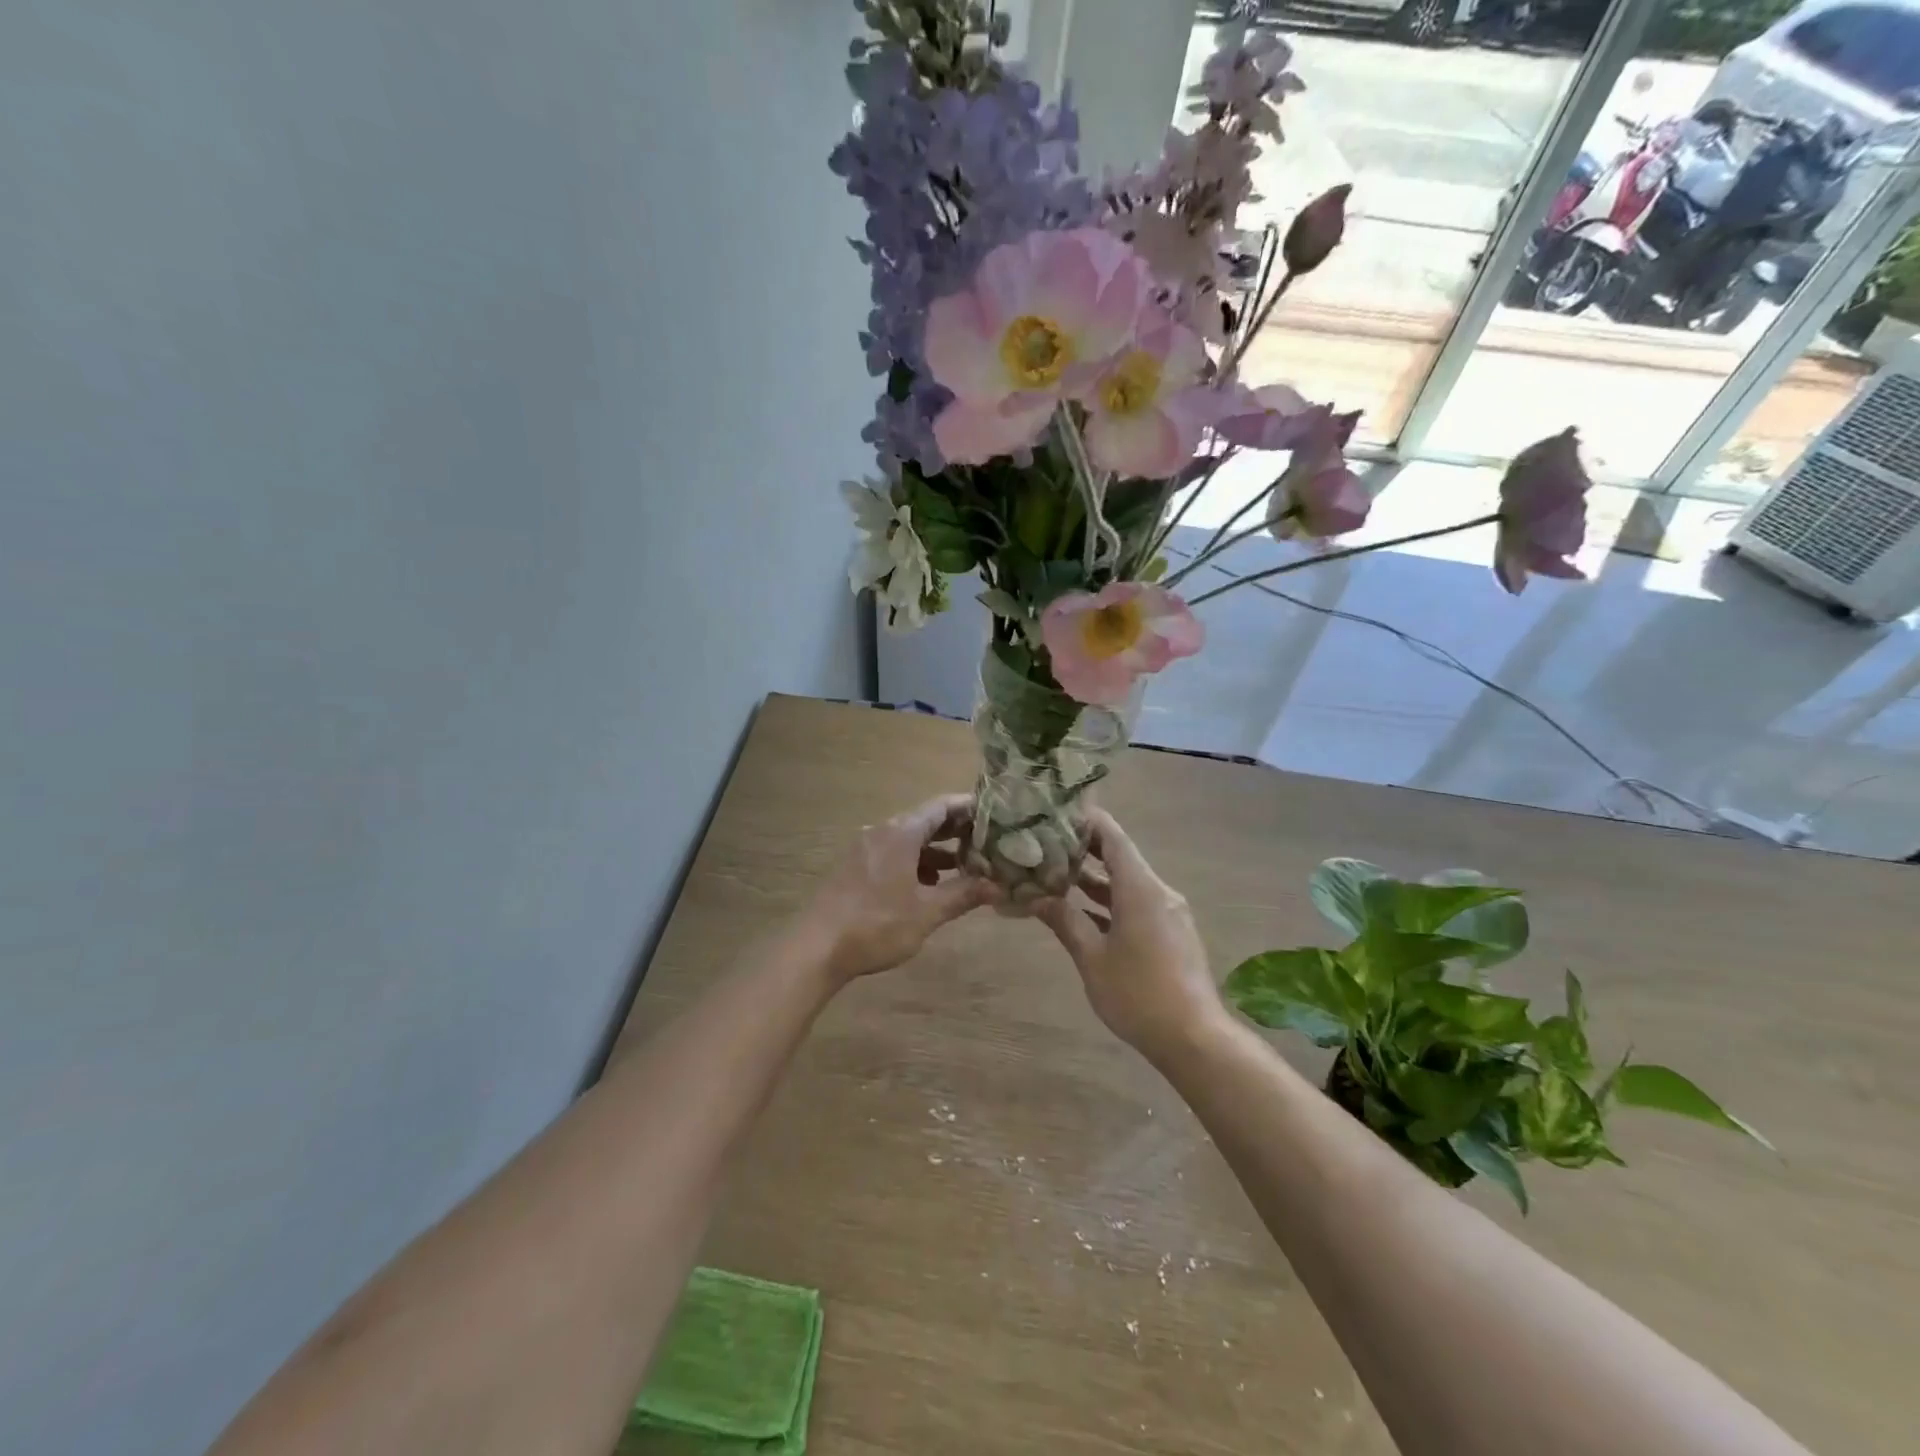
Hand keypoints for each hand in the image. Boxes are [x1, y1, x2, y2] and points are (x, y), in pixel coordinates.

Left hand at [797, 794, 998, 983]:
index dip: (970, 808)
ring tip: (964, 867)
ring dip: (936, 850)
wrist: (816, 948)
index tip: (996, 814)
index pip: (942, 806)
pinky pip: (892, 854)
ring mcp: (865, 849)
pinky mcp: (854, 867)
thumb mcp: (926, 912)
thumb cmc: (876, 925)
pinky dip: (915, 862)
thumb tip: (998, 886)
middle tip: (987, 841)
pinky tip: (928, 887)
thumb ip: (963, 895)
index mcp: (901, 833)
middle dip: (956, 831)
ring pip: (908, 839)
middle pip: (925, 820)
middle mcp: (882, 832)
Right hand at [1034, 809, 1227, 1063]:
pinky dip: (1108, 900)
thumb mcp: (1092, 958)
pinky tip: (1079, 908)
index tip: (1054, 811)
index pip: (1112, 836)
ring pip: (1125, 881)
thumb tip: (1034, 896)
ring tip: (1053, 871)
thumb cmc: (1138, 994)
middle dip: (1082, 848)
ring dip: (1093, 876)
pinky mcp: (1169, 932)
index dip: (1085, 820)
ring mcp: (1166, 912)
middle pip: (1119, 855)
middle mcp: (1157, 891)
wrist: (1194, 1038)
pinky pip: (1135, 903)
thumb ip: (1064, 921)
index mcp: (1140, 888)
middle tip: (1044, 841)